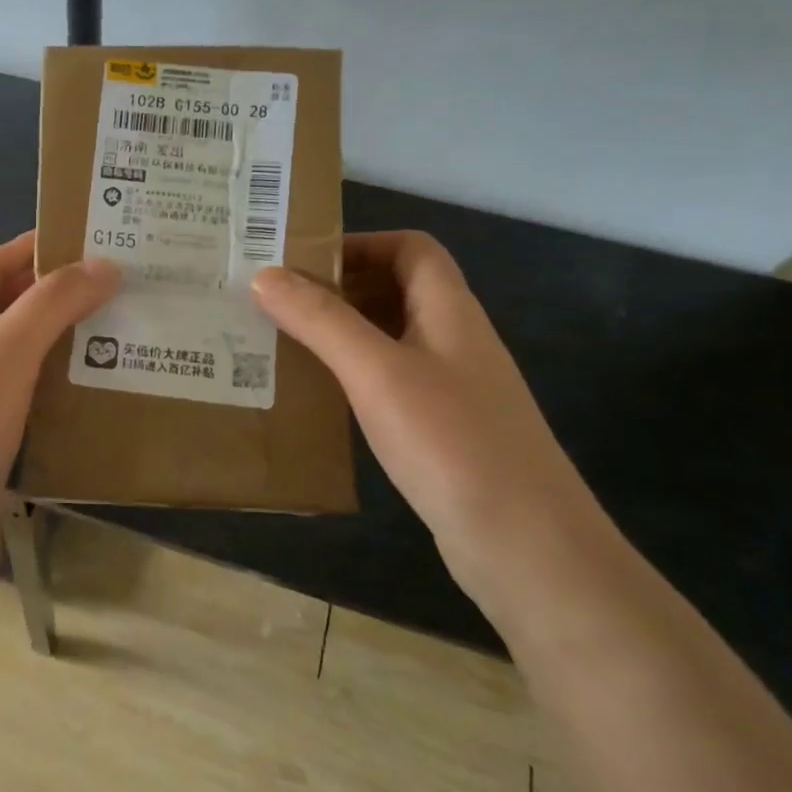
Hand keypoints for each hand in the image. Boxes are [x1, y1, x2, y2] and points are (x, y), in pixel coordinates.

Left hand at [0, 233, 118, 570]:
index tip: (86, 241)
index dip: (32, 249)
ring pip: (16, 357)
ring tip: (114, 333)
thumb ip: (51, 304)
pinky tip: (92, 390)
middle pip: (3, 310)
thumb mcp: (4, 355)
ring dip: (58, 343)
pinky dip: (54, 388)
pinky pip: (21, 399)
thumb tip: (105, 265)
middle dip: (53, 297)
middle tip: (112, 288)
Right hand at [253, 231, 604, 596]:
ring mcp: (452, 387)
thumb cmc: (451, 442)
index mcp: (449, 310)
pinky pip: (390, 382)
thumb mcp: (376, 372)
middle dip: (338, 288)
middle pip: (397, 289)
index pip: (410, 248)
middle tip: (276, 302)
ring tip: (283, 343)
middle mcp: (454, 339)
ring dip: (341, 333)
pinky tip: (320, 397)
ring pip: (390, 338)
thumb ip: (321, 320)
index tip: (302, 262)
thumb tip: (264, 275)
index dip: (360, 244)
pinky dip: (353, 376)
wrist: (527, 547)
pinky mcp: (443, 430)